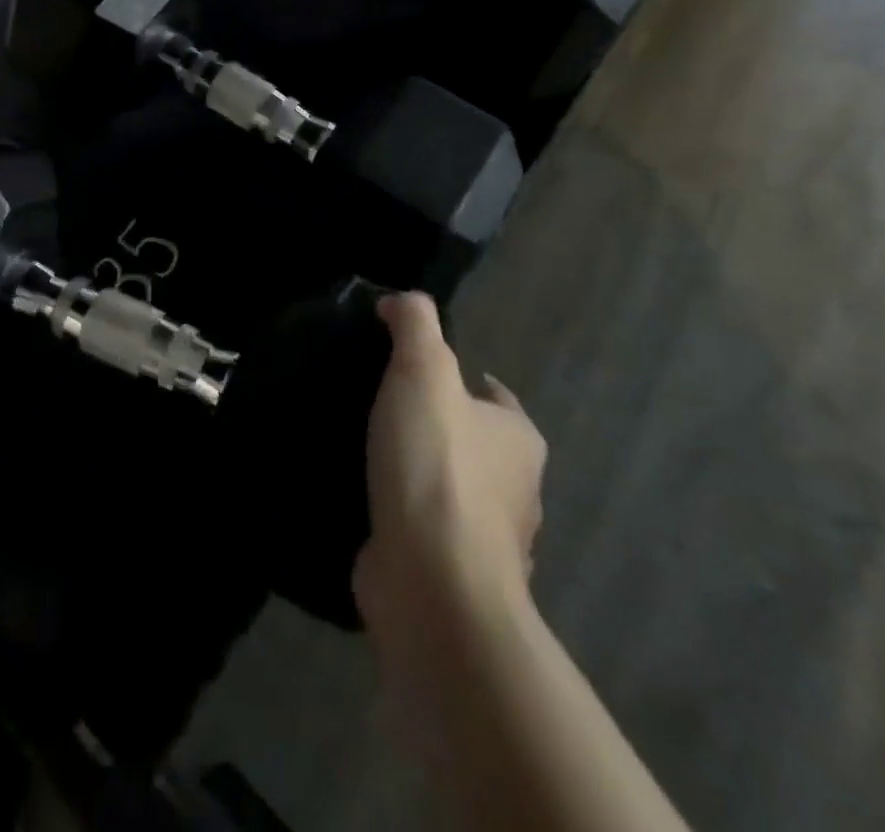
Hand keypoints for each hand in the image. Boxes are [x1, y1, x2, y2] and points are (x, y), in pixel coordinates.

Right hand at [354, 293, 546, 631]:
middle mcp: (515, 492)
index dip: (462, 380)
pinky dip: (402, 518)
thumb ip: (414, 323)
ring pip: (450, 493)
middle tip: (381, 408)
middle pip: (474, 445)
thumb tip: (400, 301)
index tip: (414, 373)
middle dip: (437, 428)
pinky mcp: (449, 576)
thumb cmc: (437, 467)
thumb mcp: (423, 370)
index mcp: (518, 441)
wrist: (432, 583)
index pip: (496, 399)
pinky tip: (366, 504)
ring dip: (417, 477)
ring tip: (366, 453)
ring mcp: (485, 542)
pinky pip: (423, 533)